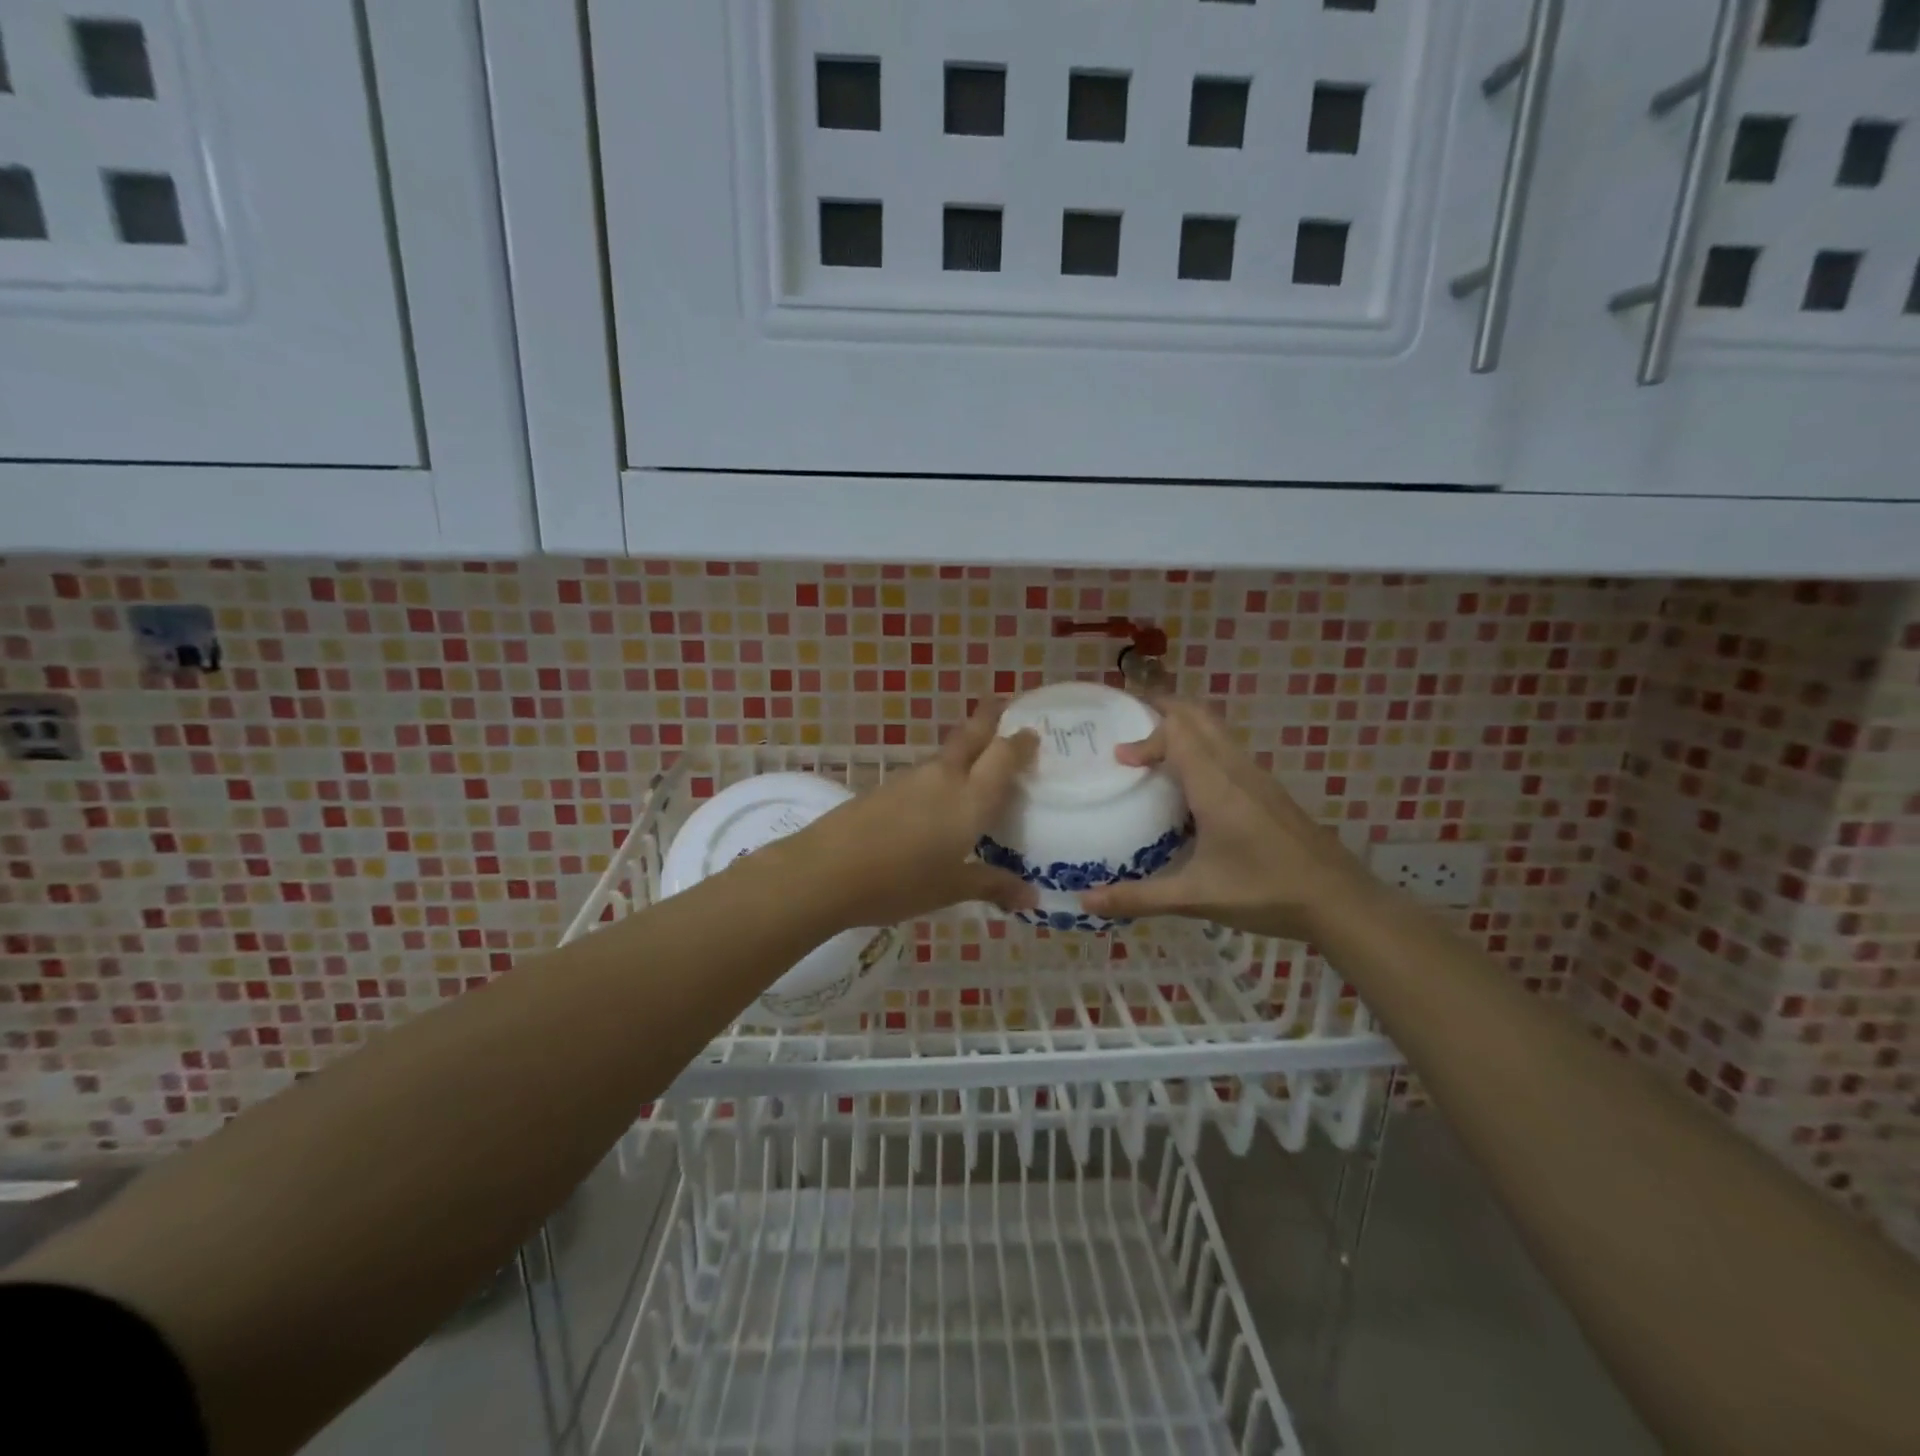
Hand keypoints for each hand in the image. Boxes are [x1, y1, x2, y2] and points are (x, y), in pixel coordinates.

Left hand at [791, 704, 1039, 928]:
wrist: (827, 870)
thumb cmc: (900, 882)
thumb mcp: (951, 890)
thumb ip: (992, 885)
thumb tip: (1030, 896)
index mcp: (970, 799)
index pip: (1003, 755)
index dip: (1020, 742)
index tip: (1032, 733)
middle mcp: (944, 778)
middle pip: (972, 736)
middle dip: (989, 719)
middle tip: (1004, 706)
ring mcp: (910, 779)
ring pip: (946, 755)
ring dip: (964, 751)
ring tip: (976, 766)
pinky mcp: (885, 788)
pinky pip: (925, 775)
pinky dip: (940, 776)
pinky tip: (936, 800)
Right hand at [1079, 697, 1374, 940]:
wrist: (1340, 902)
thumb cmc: (1264, 893)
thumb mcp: (1195, 897)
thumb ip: (1137, 898)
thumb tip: (1085, 902)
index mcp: (1215, 785)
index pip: (1176, 732)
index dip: (1144, 737)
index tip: (1118, 759)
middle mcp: (1236, 770)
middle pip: (1198, 717)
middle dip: (1163, 709)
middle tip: (1129, 719)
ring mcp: (1257, 778)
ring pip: (1217, 731)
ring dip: (1184, 727)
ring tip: (1152, 745)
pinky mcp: (1269, 791)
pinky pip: (1228, 751)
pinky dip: (1202, 747)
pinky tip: (1190, 784)